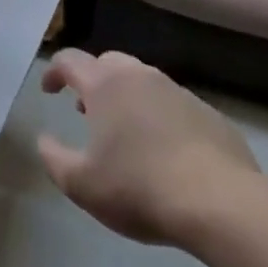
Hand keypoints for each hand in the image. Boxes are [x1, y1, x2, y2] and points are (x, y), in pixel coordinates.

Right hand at [37, 49, 261, 249]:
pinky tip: (165, 151)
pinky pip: (175, 106)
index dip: (54, 72)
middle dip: (92, 80)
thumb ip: (53, 158)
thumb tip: (45, 140)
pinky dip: (161, 117)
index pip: (70, 61)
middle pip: (109, 63)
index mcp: (105, 86)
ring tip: (125, 132)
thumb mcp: (80, 184)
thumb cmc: (139, 188)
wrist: (222, 205)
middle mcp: (142, 78)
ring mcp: (181, 94)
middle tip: (86, 110)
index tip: (49, 92)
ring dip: (128, 97)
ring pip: (145, 82)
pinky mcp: (211, 116)